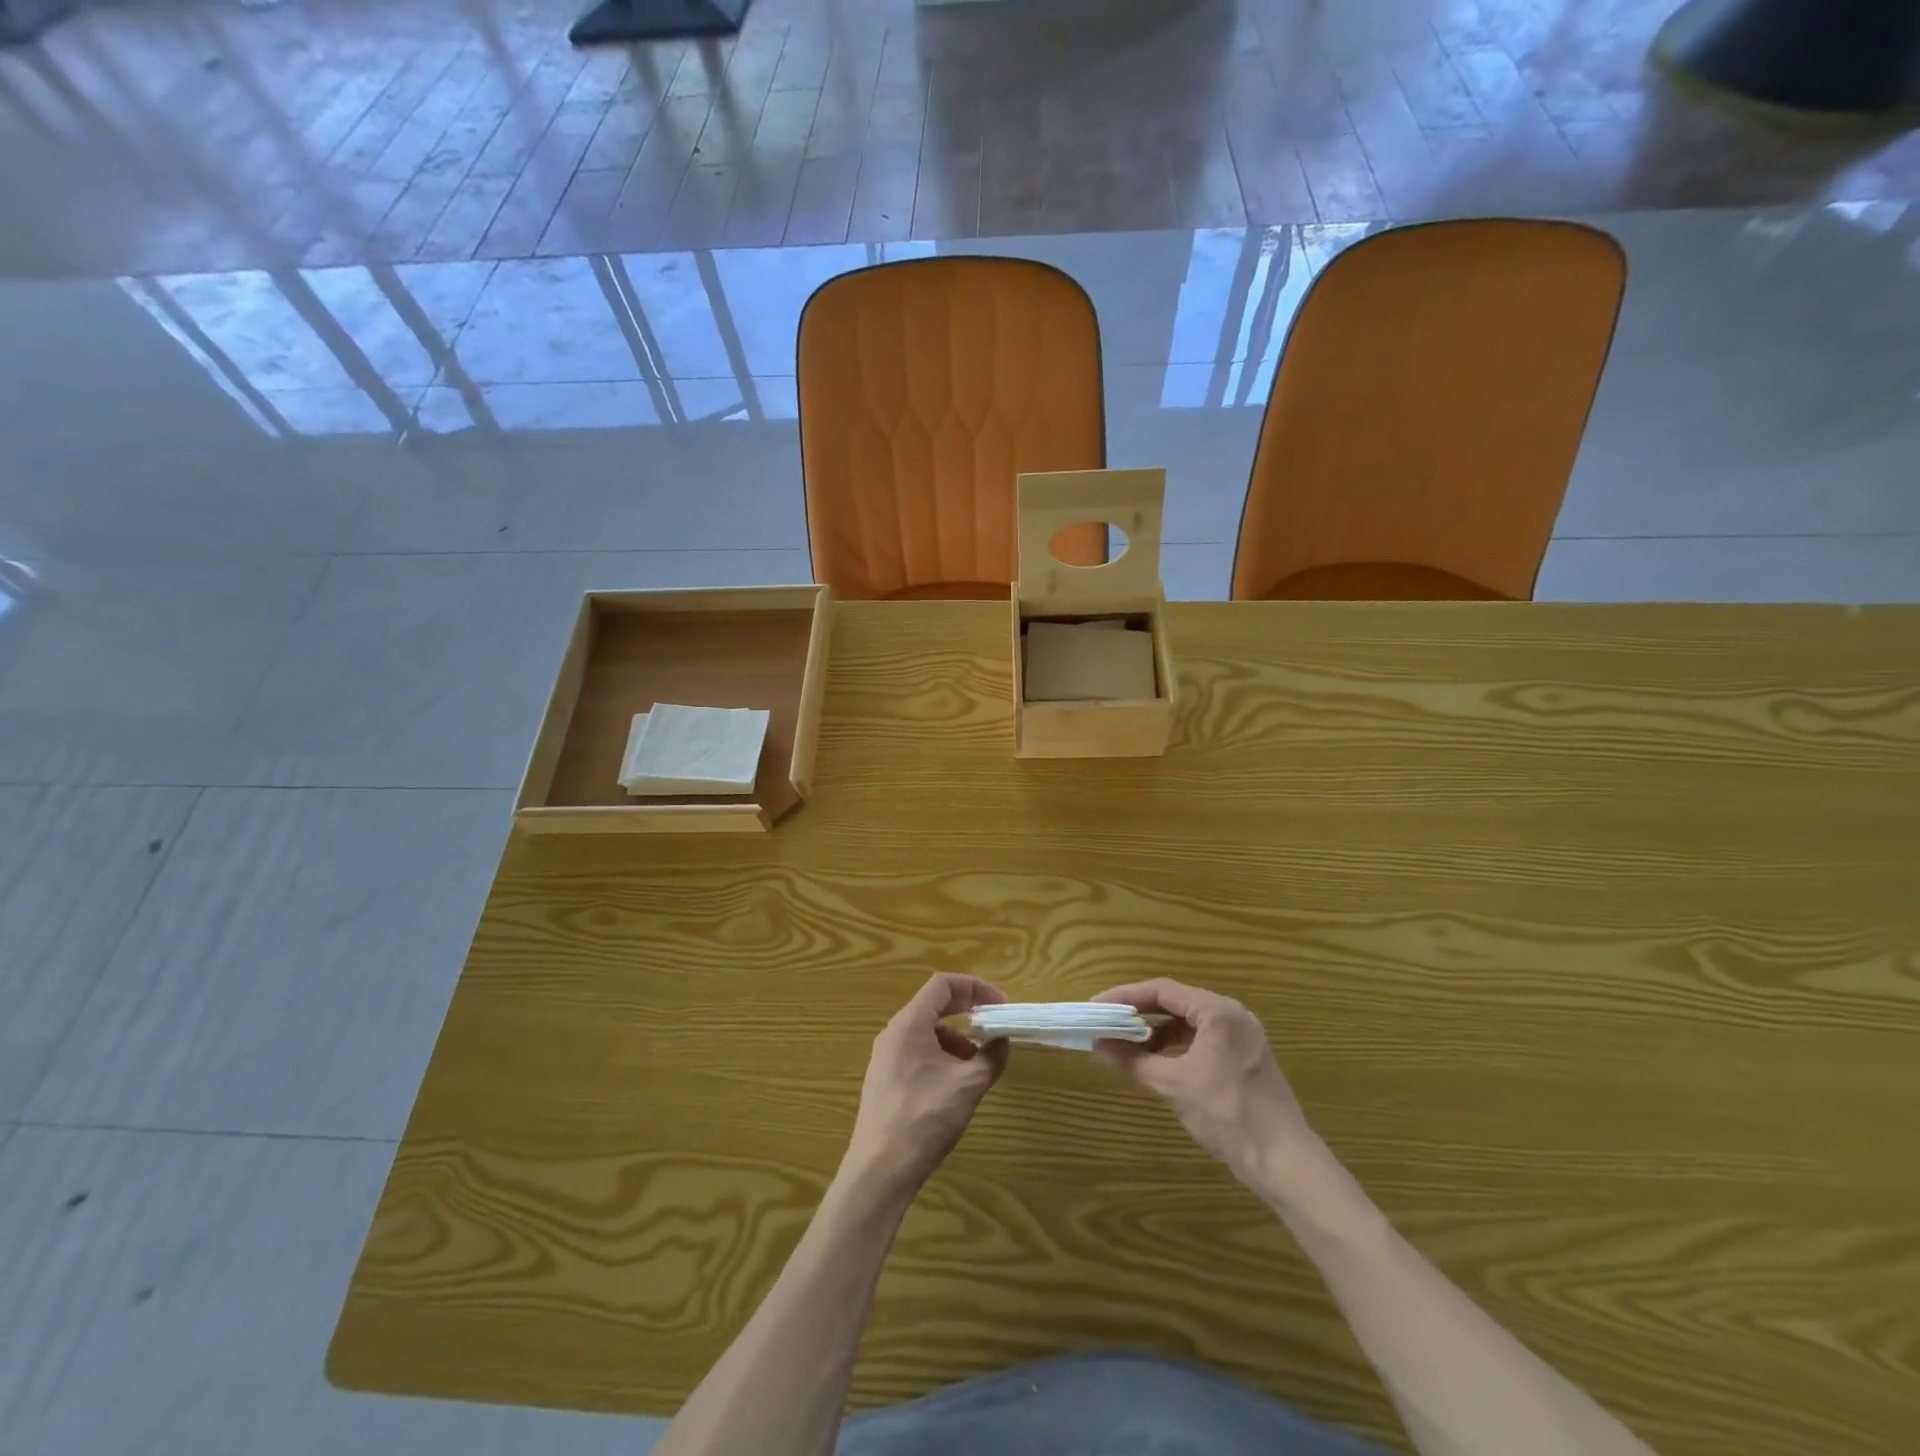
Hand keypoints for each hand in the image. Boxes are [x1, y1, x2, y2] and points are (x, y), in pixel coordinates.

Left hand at [842, 974, 1008, 1202]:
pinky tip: (955, 1085)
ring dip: (956, 1037)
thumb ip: (990, 1057)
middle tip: (995, 1024)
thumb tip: (1002, 1041)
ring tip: (977, 1063)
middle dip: (968, 1011)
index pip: (943, 984)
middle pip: (934, 1004)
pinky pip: (917, 1052)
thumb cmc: (924, 1118)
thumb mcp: (967, 1086)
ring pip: (926, 1031)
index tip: (1000, 1005)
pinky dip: (941, 1056)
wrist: (879, 1171)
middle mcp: (894, 1033)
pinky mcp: (885, 1080)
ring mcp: (886, 1057)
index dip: (975, 987)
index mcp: (909, 1024)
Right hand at [1094, 979, 1324, 1195]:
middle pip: (1175, 1002)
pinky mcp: (1244, 1058)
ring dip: (1156, 1030)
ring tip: (1126, 1043)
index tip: (1096, 1007)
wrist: (1284, 1161)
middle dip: (1139, 1012)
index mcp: (1218, 1011)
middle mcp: (1232, 1015)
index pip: (1162, 990)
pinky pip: (1201, 1039)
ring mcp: (1241, 1036)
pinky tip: (1156, 1061)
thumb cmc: (1227, 1114)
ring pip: (1188, 1022)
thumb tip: (1098, 1044)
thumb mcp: (1173, 1085)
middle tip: (1107, 1021)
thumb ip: (1133, 1060)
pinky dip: (1176, 1046)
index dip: (1125, 997)